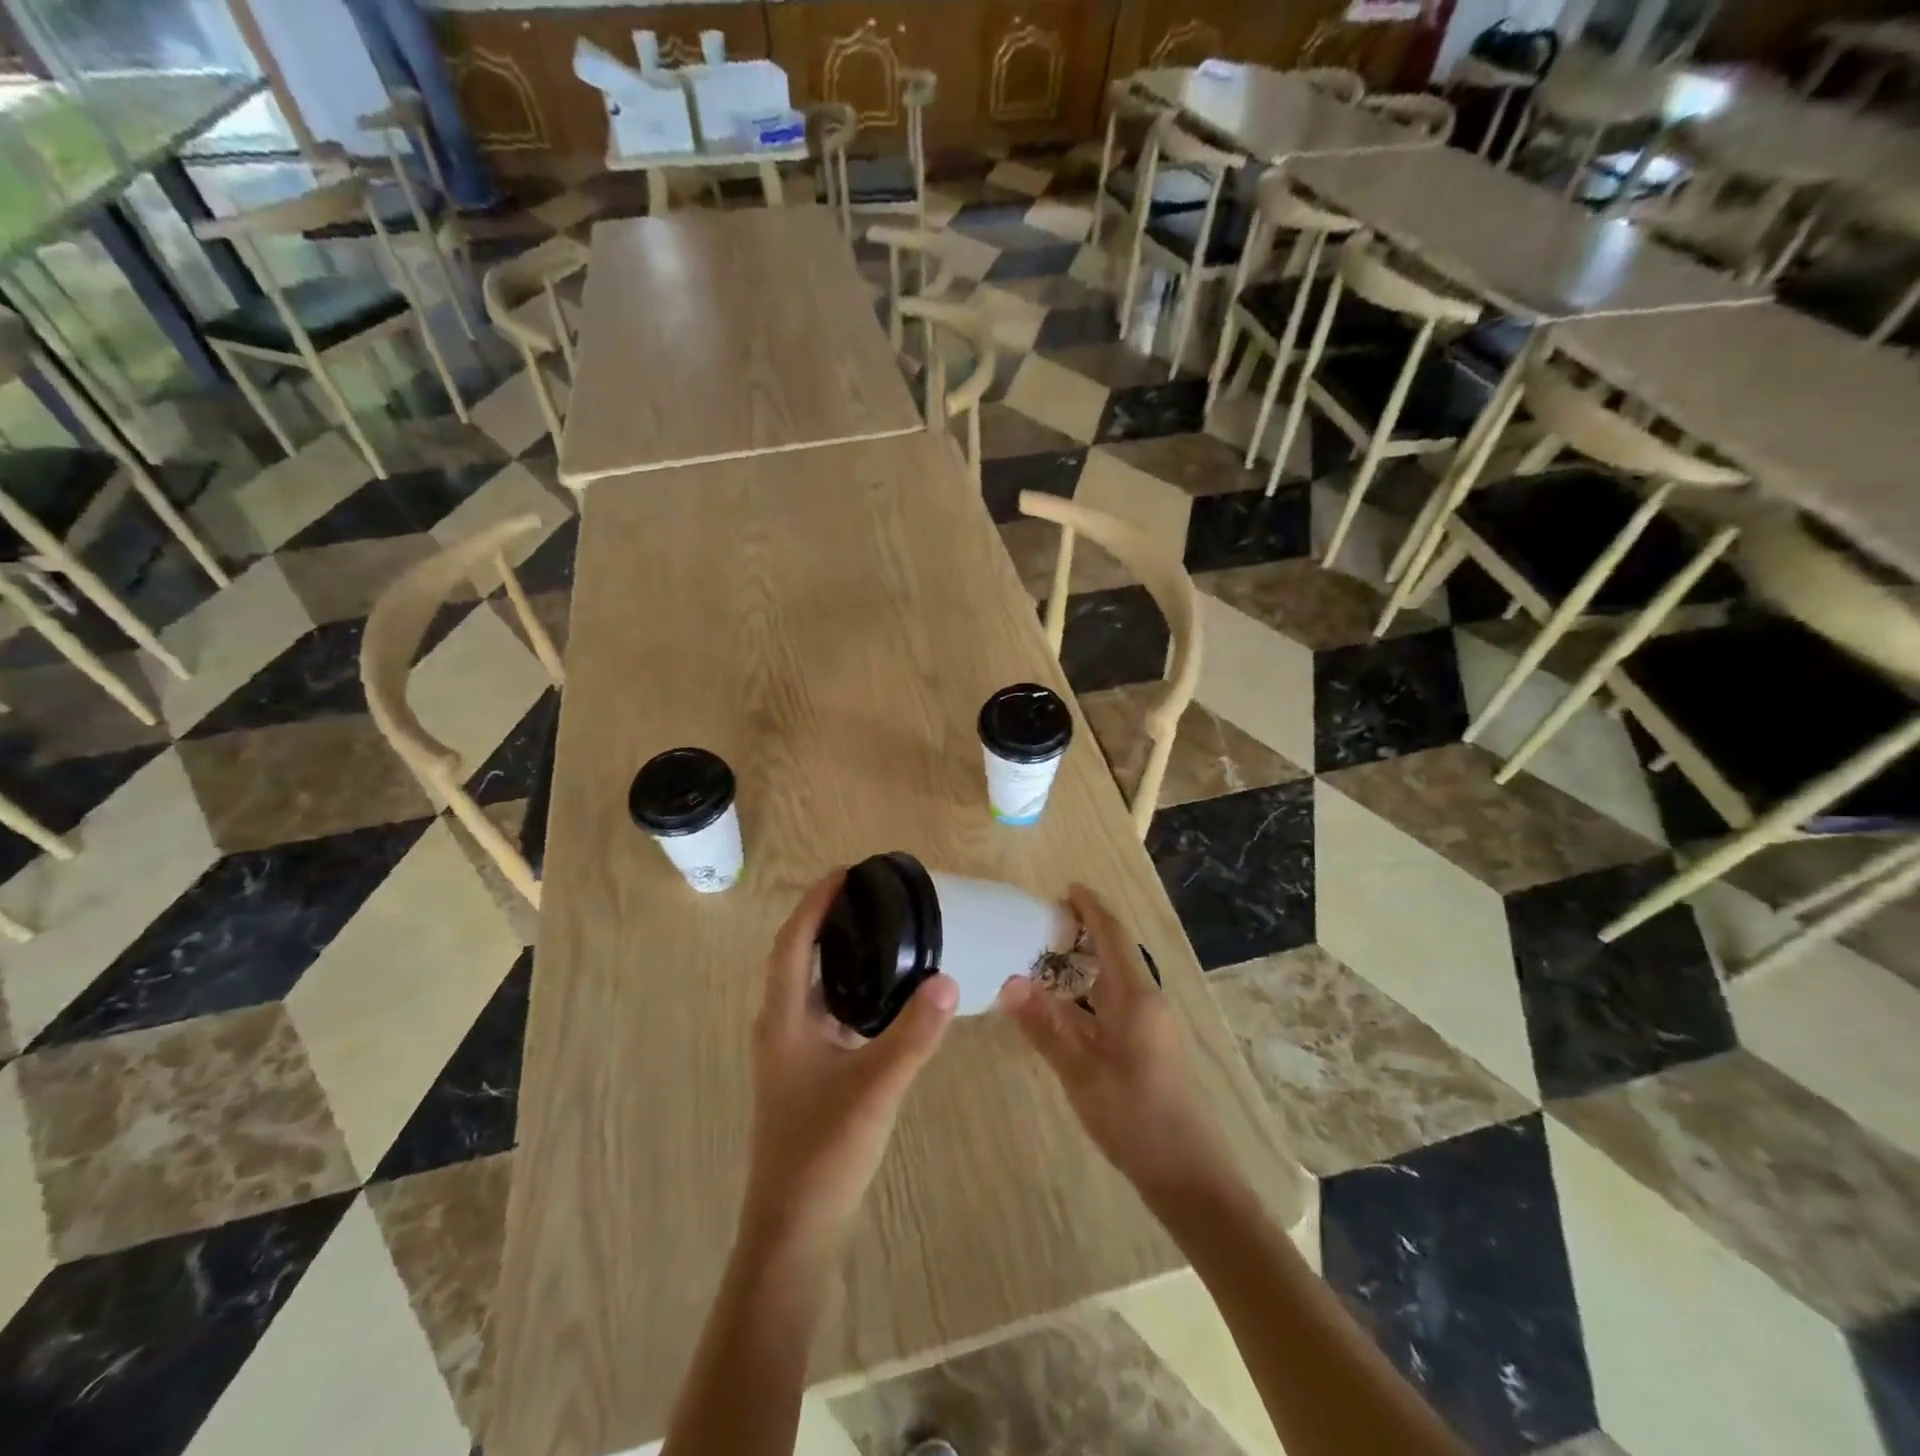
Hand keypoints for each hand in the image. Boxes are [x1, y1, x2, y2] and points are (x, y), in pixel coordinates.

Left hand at [744, 870, 958, 1247]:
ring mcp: (791, 1051)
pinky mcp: (806, 1071)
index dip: (816, 903)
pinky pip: (824, 1010)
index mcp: (783, 1018)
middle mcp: (780, 1025)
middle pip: (798, 956)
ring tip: (880, 930)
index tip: (846, 872)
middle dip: (827, 920)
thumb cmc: (824, 1151)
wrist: (795, 1228)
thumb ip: (914, 1034)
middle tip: (870, 895)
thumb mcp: (877, 1087)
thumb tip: (948, 979)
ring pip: (810, 985)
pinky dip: (847, 987)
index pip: (794, 942)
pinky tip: (882, 993)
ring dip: (837, 953)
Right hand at [998, 884, 1234, 1205]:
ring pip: (1119, 976)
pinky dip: (1094, 986)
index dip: (1091, 908)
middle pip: (1118, 950)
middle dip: (1088, 929)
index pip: (1113, 935)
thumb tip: (1008, 981)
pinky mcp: (1152, 1043)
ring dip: (1090, 959)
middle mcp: (1149, 1000)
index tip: (1067, 888)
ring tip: (1052, 955)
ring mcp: (1154, 1023)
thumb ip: (1044, 1025)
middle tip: (1046, 922)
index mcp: (1136, 996)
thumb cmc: (1133, 1116)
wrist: (1186, 1173)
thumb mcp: (1080, 1072)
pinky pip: (1120, 997)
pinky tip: (1071, 1004)